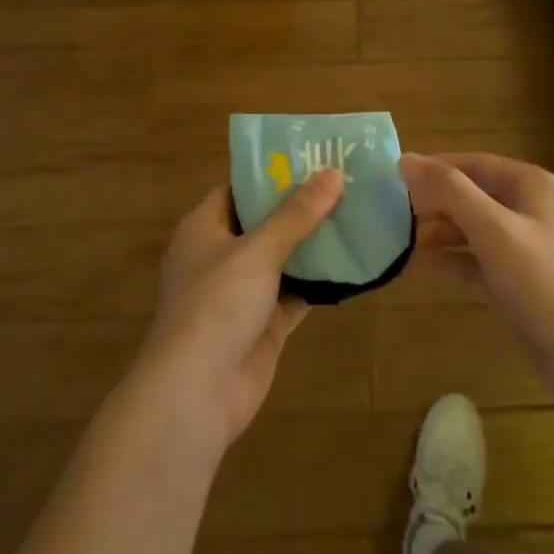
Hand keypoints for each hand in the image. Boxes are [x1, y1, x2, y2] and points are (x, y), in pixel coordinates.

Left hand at [135, 171, 344, 449]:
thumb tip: (333, 173)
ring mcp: (240, 294)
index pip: (238, 189)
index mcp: (204, 228)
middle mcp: (220, 256)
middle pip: (264, 223)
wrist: (196, 394)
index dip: (272, 174)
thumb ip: (297, 214)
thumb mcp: (258, 250)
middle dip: (301, 208)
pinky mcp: (262, 325)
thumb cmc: (216, 305)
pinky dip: (318, 283)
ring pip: (282, 259)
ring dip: (313, 245)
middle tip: (345, 185)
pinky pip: (295, 294)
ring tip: (356, 216)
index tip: (312, 160)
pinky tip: (352, 266)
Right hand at [400, 152, 553, 417]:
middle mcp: (531, 209)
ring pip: (473, 229)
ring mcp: (527, 248)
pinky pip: (478, 261)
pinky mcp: (521, 283)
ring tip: (395, 240)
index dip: (433, 168)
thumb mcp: (494, 231)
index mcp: (531, 186)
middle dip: (432, 202)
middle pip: (472, 194)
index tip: (391, 178)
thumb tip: (406, 159)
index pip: (472, 163)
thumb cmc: (544, 285)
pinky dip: (451, 261)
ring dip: (437, 232)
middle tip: (387, 213)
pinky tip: (418, 267)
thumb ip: (450, 192)